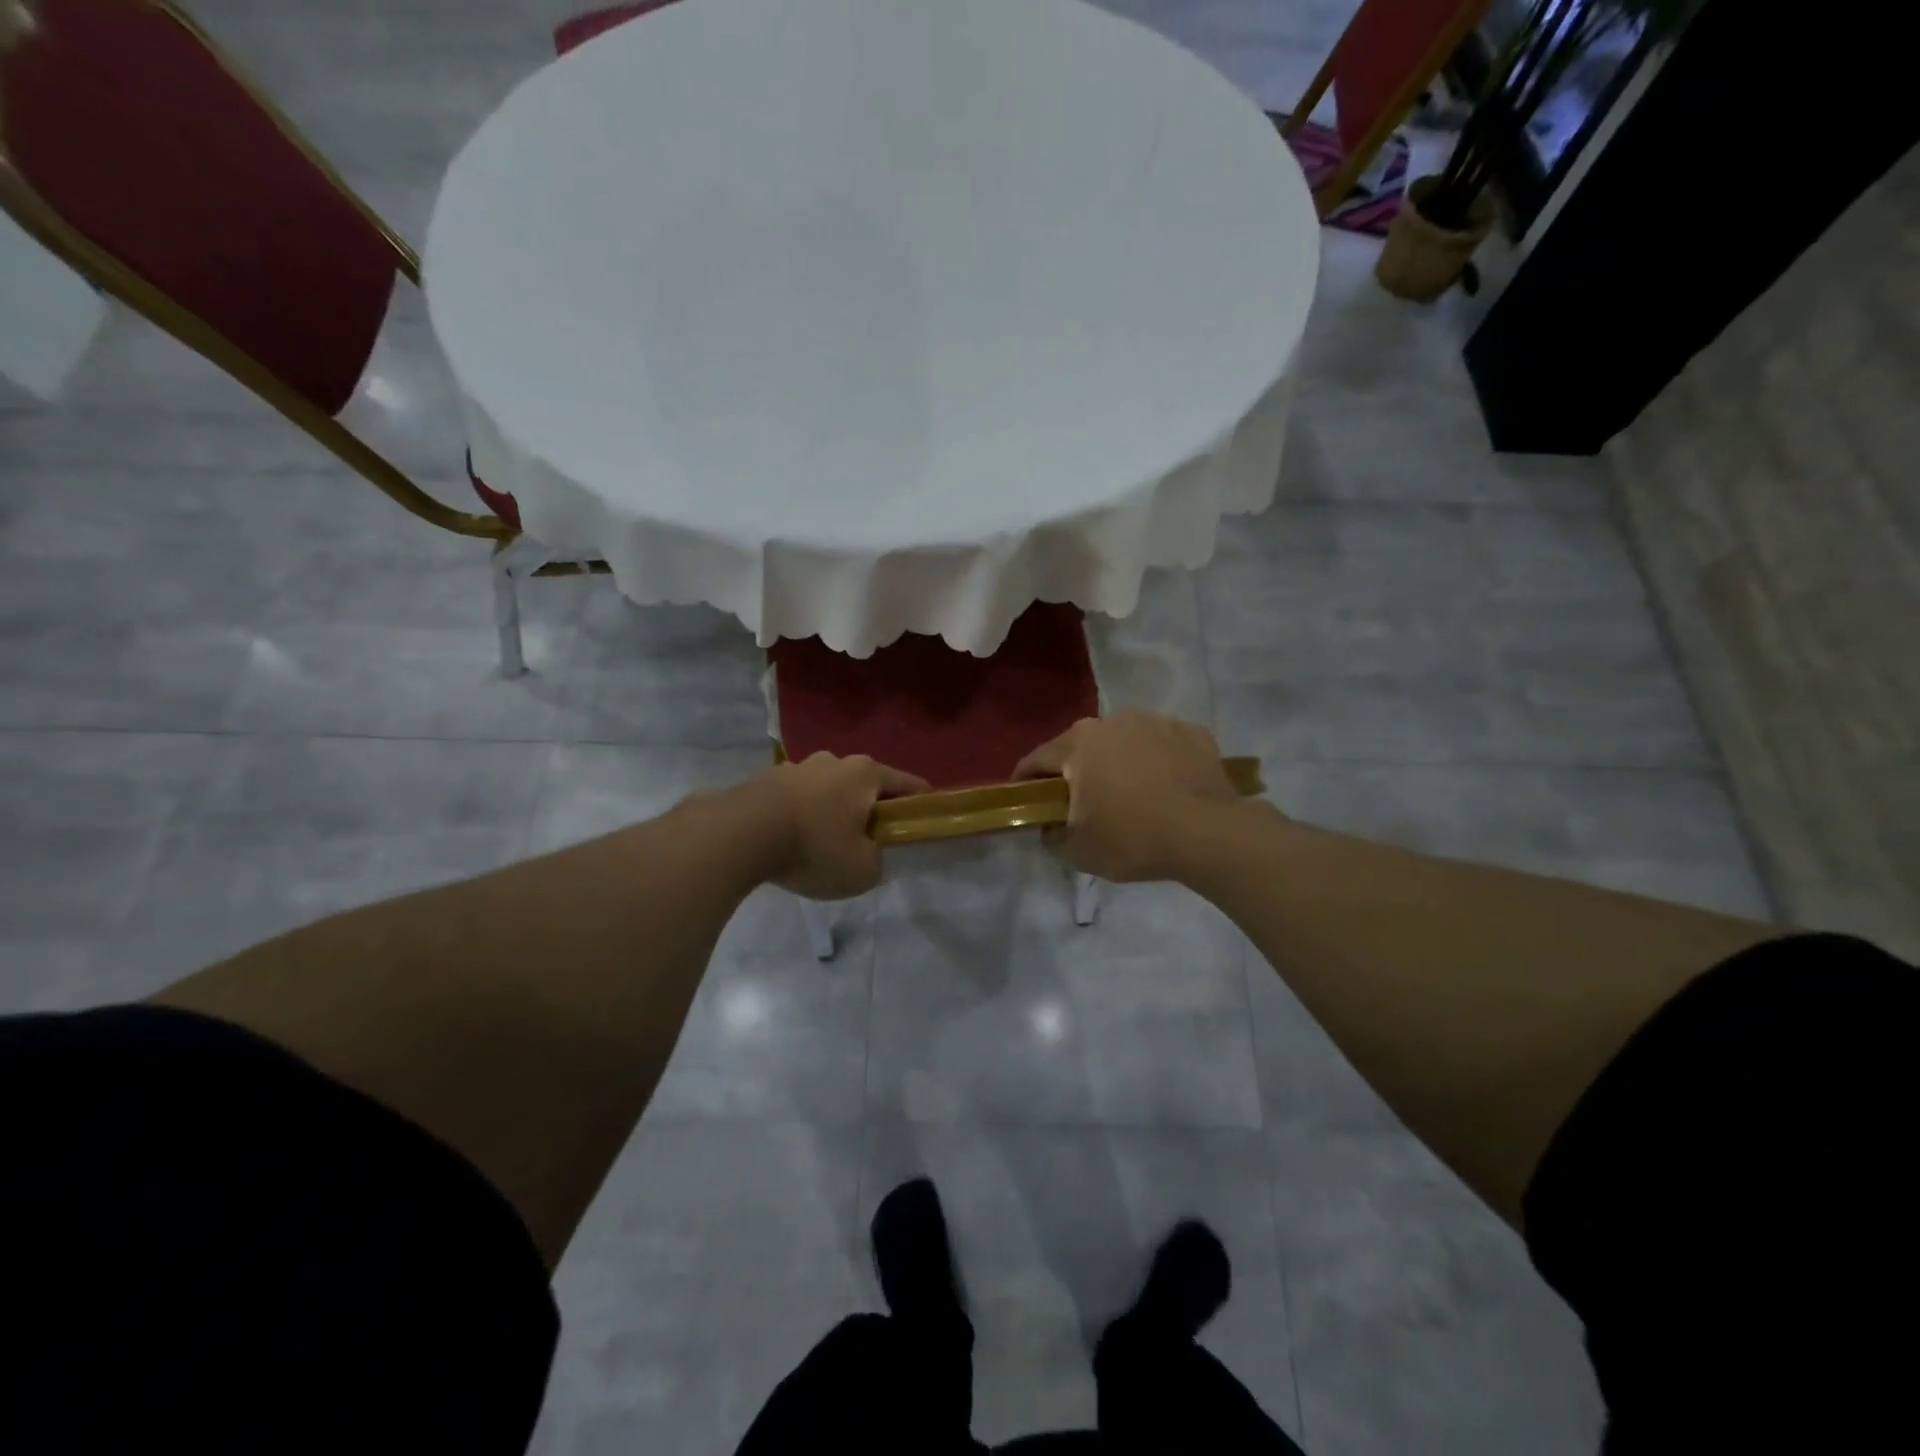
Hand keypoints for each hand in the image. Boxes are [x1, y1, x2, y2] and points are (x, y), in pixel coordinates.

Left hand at [745, 753, 929, 899]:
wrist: (740, 835)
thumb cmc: (815, 848)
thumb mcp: (863, 870)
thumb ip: (877, 859)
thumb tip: (868, 851)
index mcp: (866, 774)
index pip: (908, 784)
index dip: (921, 803)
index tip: (924, 819)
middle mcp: (834, 761)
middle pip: (864, 784)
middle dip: (870, 808)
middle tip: (868, 840)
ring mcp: (797, 766)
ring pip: (827, 790)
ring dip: (832, 811)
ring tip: (823, 844)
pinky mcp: (766, 779)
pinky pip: (796, 798)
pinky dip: (801, 816)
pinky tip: (792, 841)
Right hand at [1013, 711, 1243, 881]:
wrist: (1209, 834)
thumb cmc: (1133, 838)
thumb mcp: (1078, 851)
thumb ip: (1051, 836)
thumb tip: (1051, 826)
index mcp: (1079, 743)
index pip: (1037, 759)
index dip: (1025, 780)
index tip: (1023, 798)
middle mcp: (1113, 721)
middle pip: (1082, 747)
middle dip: (1077, 771)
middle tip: (1084, 803)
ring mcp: (1156, 722)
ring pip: (1125, 742)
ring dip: (1120, 762)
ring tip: (1132, 795)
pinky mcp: (1192, 732)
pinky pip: (1163, 746)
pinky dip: (1158, 762)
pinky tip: (1167, 788)